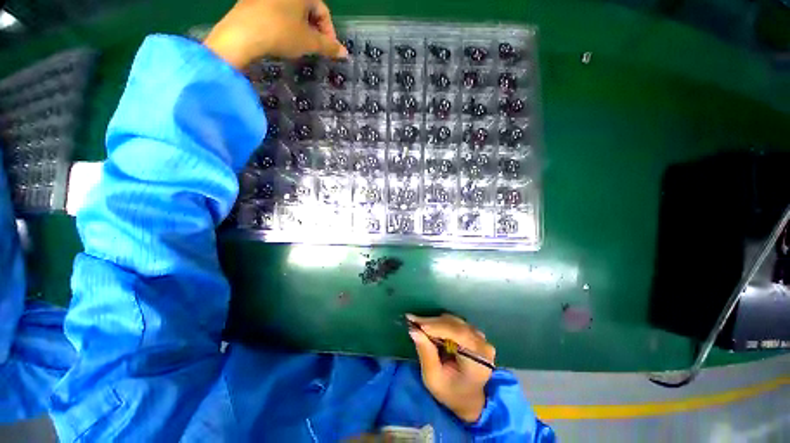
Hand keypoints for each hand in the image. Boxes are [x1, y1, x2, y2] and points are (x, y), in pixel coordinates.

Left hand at [203, 0, 347, 69]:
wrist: (243, 33)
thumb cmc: (281, 33)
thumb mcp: (309, 42)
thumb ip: (329, 47)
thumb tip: (345, 53)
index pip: (323, 11)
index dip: (329, 33)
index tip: (328, 50)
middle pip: (308, 9)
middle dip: (314, 30)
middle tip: (315, 49)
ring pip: (292, 10)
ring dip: (300, 27)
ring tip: (300, 45)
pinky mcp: (254, 0)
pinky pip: (277, 10)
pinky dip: (285, 23)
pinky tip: (283, 37)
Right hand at [407, 314, 495, 422]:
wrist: (468, 398)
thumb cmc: (450, 393)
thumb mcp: (434, 379)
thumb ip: (426, 353)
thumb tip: (414, 330)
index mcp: (479, 359)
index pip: (459, 334)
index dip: (437, 327)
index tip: (418, 324)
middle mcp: (483, 344)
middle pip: (456, 325)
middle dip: (432, 322)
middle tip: (412, 320)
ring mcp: (480, 337)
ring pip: (455, 321)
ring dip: (435, 322)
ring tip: (419, 324)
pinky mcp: (474, 333)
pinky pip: (456, 323)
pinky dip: (441, 323)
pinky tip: (429, 326)